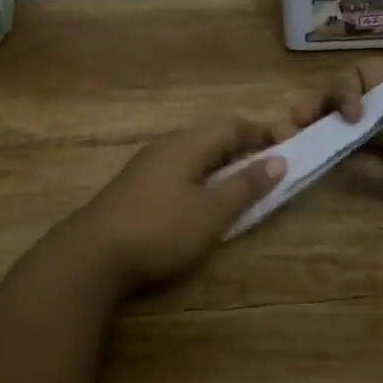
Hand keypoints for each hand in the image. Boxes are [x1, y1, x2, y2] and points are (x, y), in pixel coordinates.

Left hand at [64, 119, 286, 288]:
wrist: (91, 256)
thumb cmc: (160, 229)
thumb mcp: (212, 211)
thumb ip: (246, 185)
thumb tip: (279, 159)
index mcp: (189, 143)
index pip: (234, 125)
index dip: (264, 135)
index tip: (290, 151)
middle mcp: (168, 145)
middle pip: (214, 137)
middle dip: (244, 150)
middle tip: (270, 173)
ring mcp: (148, 166)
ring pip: (195, 155)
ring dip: (222, 167)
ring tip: (242, 190)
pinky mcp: (136, 188)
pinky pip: (180, 172)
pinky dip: (202, 180)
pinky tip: (204, 203)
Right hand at [280, 60, 382, 234]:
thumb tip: (344, 124)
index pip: (361, 76)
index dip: (344, 90)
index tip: (349, 113)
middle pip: (348, 104)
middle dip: (320, 110)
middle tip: (293, 123)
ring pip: (349, 135)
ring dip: (323, 136)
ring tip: (293, 140)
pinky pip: (361, 165)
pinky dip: (340, 162)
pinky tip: (319, 161)